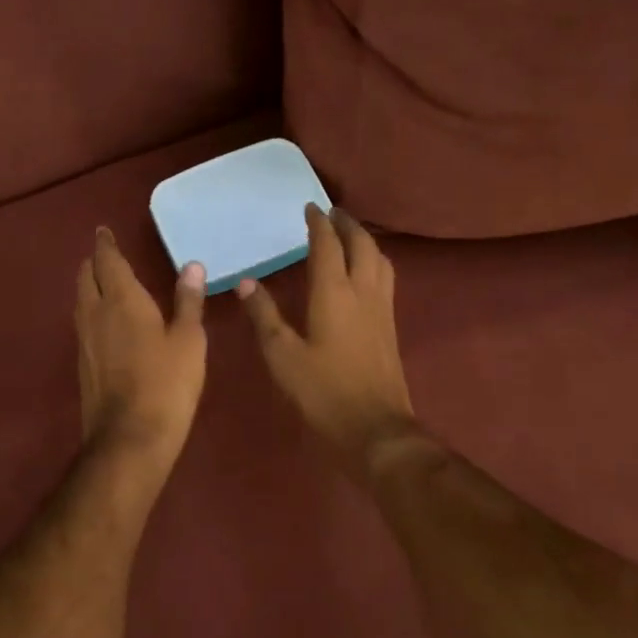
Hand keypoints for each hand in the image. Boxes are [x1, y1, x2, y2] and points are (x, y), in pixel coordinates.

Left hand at [76, 228, 207, 477]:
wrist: (130, 439)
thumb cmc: (167, 384)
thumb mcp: (189, 341)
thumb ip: (188, 301)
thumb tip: (192, 266)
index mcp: (122, 300)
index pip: (108, 261)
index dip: (105, 244)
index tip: (102, 231)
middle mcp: (96, 313)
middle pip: (86, 277)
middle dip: (94, 262)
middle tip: (104, 254)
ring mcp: (84, 340)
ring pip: (81, 301)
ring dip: (89, 286)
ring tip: (102, 282)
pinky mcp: (82, 364)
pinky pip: (83, 324)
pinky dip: (91, 311)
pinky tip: (104, 323)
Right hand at [238, 206, 415, 469]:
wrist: (376, 430)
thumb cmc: (322, 392)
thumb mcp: (282, 355)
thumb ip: (264, 316)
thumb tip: (246, 283)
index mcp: (334, 293)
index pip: (328, 245)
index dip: (318, 223)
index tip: (309, 207)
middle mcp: (363, 292)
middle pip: (361, 245)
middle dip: (346, 224)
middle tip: (331, 214)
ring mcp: (382, 309)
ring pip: (380, 260)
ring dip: (364, 240)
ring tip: (348, 236)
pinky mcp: (391, 327)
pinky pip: (385, 279)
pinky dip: (374, 262)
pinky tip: (364, 274)